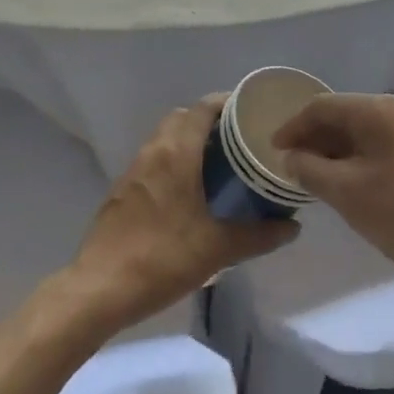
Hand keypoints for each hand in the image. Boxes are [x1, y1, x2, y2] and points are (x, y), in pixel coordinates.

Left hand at [62, 95, 298, 333]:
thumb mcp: (218, 249)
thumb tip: (293, 227)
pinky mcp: (121, 192)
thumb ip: (259, 235)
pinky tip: (188, 191)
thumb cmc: (163, 258)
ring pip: (163, 139)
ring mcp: (132, 171)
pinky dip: (173, 161)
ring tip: (218, 163)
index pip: (202, 109)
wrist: (100, 289)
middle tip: (238, 140)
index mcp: (176, 154)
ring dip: (188, 141)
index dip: (227, 104)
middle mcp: (152, 152)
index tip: (251, 113)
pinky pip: (152, 161)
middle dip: (208, 121)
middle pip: (181, 118)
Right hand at [273, 93, 393, 288]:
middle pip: (343, 116)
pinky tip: (347, 183)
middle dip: (313, 139)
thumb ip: (310, 169)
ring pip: (362, 132)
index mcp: (378, 110)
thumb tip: (292, 157)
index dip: (293, 128)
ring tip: (314, 177)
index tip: (273, 152)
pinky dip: (357, 159)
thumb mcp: (346, 192)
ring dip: (335, 151)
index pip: (322, 107)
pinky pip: (380, 145)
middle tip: (291, 166)